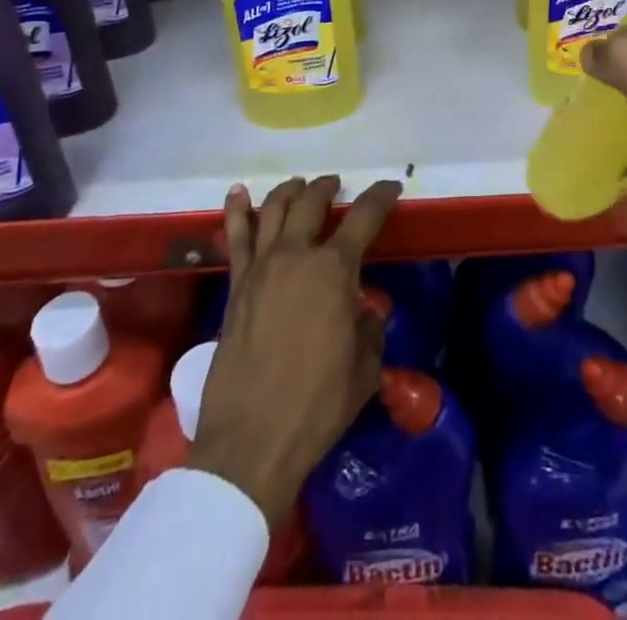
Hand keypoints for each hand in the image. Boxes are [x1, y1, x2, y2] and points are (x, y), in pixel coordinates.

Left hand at [188, 175, 401, 523]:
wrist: (251, 442)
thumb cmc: (317, 406)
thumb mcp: (364, 369)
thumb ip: (368, 330)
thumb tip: (361, 313)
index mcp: (335, 270)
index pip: (364, 217)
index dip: (381, 196)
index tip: (391, 187)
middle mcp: (296, 255)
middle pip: (312, 201)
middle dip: (327, 187)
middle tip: (336, 185)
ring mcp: (260, 268)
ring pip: (273, 209)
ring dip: (290, 190)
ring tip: (299, 185)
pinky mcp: (235, 286)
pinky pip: (235, 237)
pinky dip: (238, 210)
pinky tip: (239, 193)